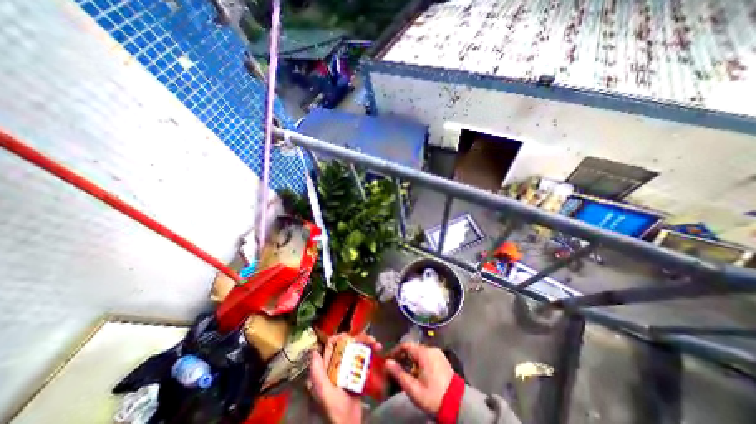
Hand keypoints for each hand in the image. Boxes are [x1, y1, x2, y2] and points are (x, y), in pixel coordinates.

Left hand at [305, 333, 380, 423]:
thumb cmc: (334, 412)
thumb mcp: (323, 393)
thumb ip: (317, 374)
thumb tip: (314, 351)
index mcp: (326, 368)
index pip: (331, 345)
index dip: (340, 337)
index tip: (351, 337)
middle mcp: (336, 365)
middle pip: (346, 344)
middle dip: (358, 338)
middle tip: (370, 340)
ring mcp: (348, 369)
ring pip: (356, 349)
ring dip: (367, 343)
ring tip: (377, 344)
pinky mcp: (358, 374)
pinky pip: (363, 358)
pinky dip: (370, 352)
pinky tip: (378, 349)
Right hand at [387, 342, 450, 415]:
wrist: (458, 405)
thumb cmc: (433, 396)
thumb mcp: (413, 389)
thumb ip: (399, 374)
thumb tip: (387, 363)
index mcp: (424, 353)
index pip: (405, 346)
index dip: (395, 352)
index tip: (388, 360)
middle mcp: (431, 349)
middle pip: (412, 349)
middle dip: (403, 357)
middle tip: (395, 368)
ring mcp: (437, 354)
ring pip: (419, 353)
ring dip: (411, 360)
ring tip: (405, 373)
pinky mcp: (442, 359)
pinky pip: (426, 356)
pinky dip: (419, 362)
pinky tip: (417, 373)